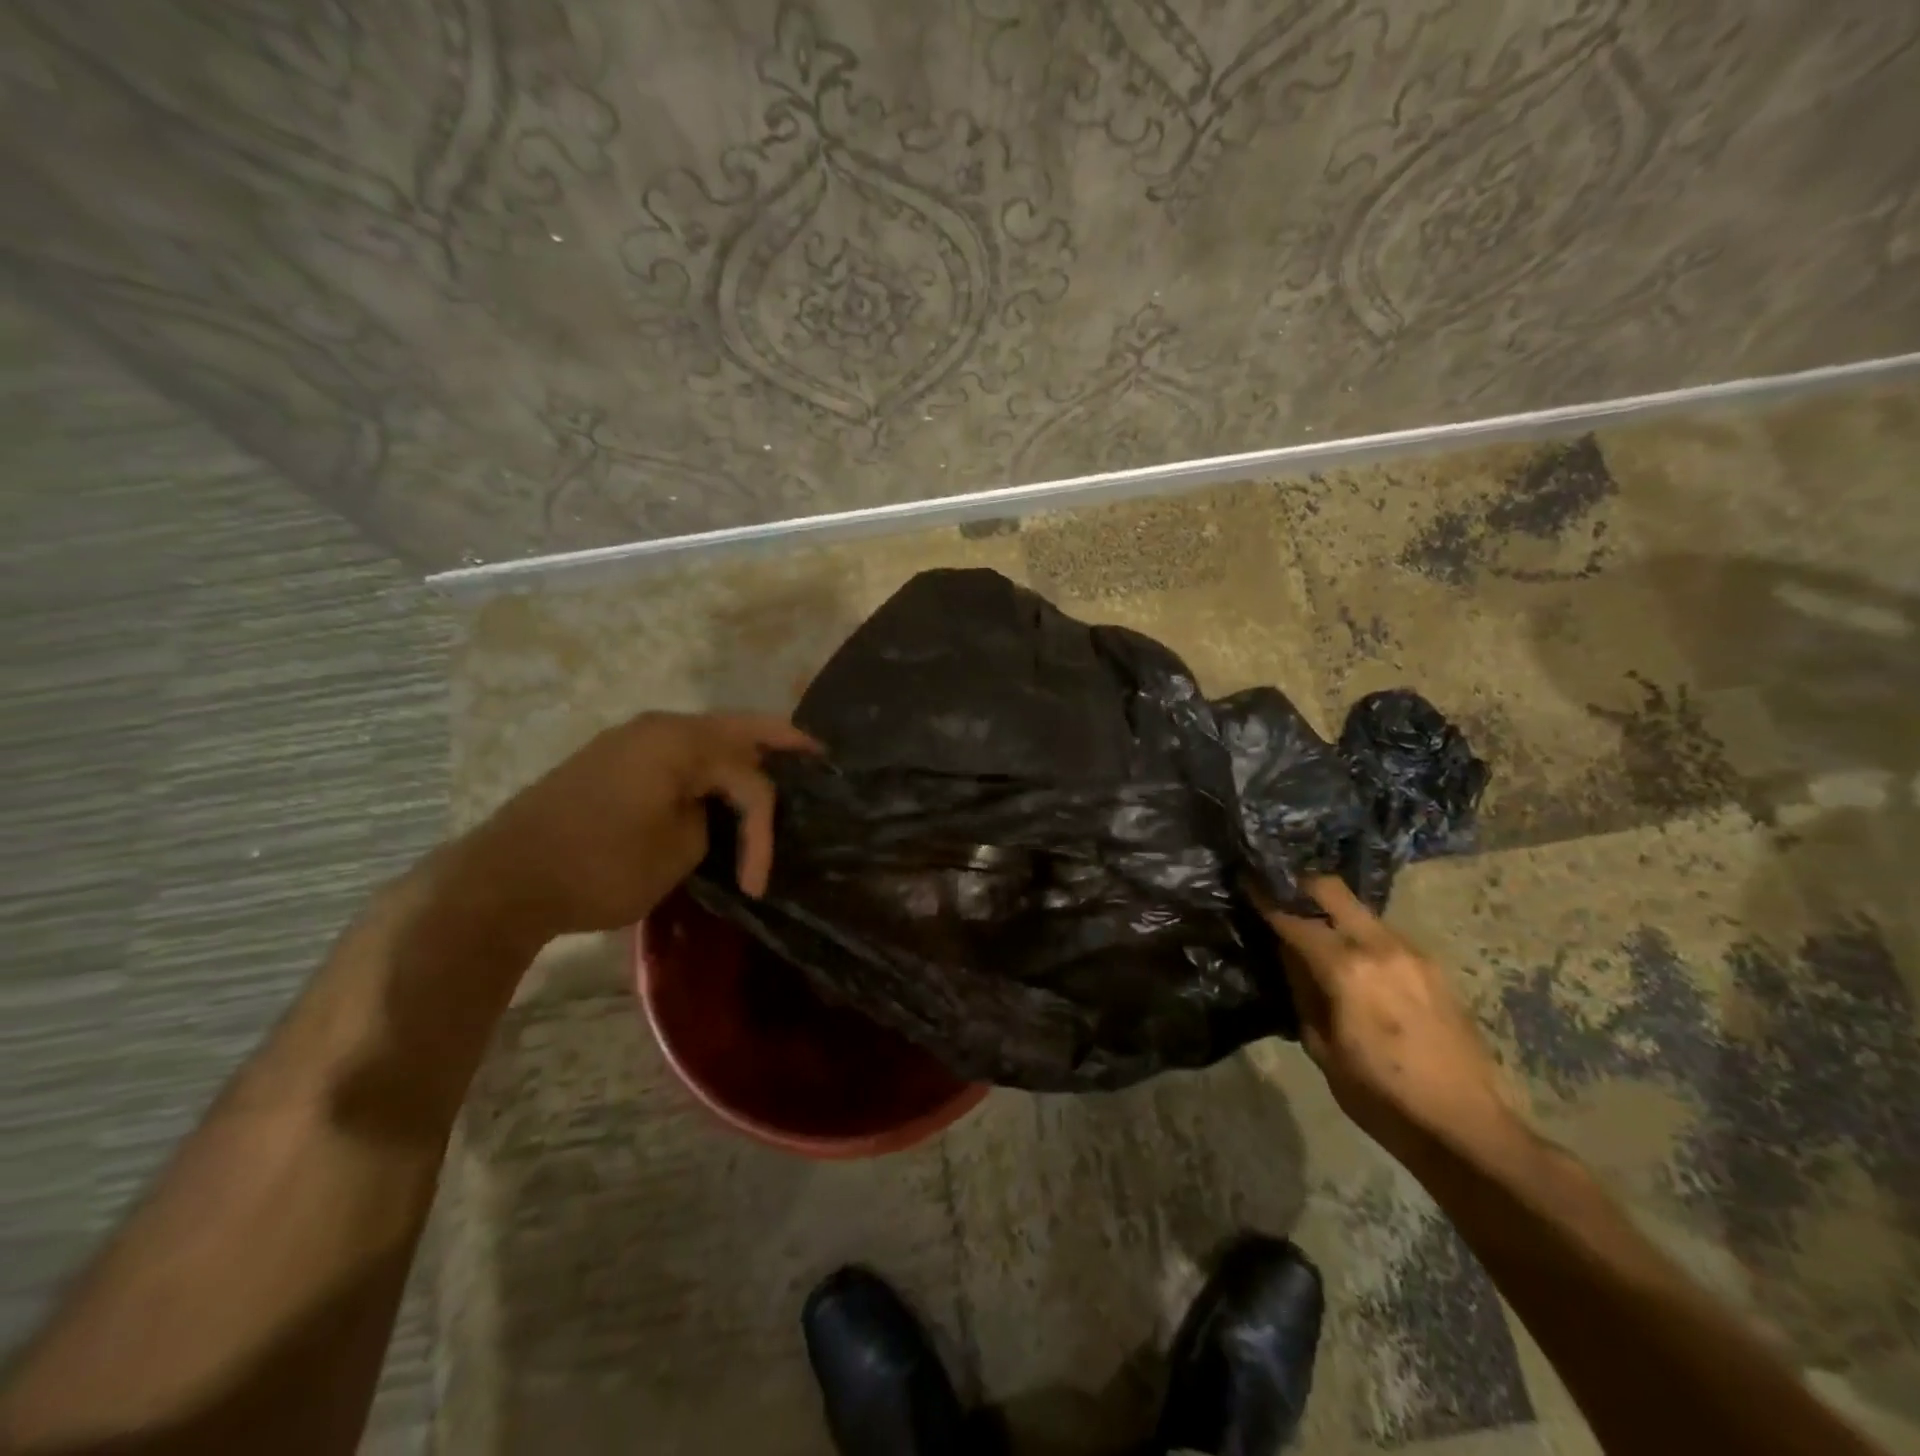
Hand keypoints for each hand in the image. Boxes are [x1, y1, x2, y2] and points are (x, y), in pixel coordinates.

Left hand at [459, 711, 820, 938]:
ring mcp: (632, 739)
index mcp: (680, 742)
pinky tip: (721, 781)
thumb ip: (711, 821)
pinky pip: (678, 751)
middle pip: (737, 728)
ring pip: (707, 737)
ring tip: (777, 768)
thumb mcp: (677, 852)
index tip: (758, 882)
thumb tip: (708, 811)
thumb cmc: (599, 865)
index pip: (749, 781)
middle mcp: (659, 727)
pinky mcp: (614, 759)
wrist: (504, 878)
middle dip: (780, 741)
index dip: (764, 831)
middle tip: (818, 754)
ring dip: (742, 754)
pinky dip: (709, 763)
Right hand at [1262, 876, 1525, 1169]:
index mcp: (1347, 969)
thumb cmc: (1380, 1096)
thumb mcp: (1322, 1047)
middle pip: (1333, 890)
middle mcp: (1381, 947)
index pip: (1295, 920)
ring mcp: (1413, 953)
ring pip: (1361, 911)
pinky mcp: (1434, 967)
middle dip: (1301, 886)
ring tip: (1315, 930)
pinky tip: (1354, 960)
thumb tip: (1289, 955)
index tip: (1247, 883)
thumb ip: (1302, 991)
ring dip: (1333, 912)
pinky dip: (1360, 935)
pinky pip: (1385, 935)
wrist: (1465, 1127)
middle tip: (1279, 892)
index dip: (1266, 900)